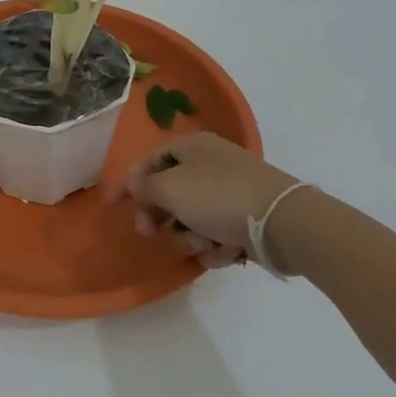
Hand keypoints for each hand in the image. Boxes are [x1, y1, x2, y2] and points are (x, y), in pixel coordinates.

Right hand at [106, 132, 300, 270]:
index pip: (149, 161)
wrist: (283, 223)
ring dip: (191, 236)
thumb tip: (133, 184)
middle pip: (168, 193)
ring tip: (207, 242)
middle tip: (152, 233)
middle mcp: (210, 165)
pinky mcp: (245, 219)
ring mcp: (229, 192)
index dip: (128, 182)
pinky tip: (228, 250)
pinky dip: (216, 246)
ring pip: (191, 220)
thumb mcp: (170, 188)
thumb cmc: (219, 197)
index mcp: (192, 147)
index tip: (112, 206)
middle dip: (161, 217)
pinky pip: (215, 235)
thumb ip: (143, 187)